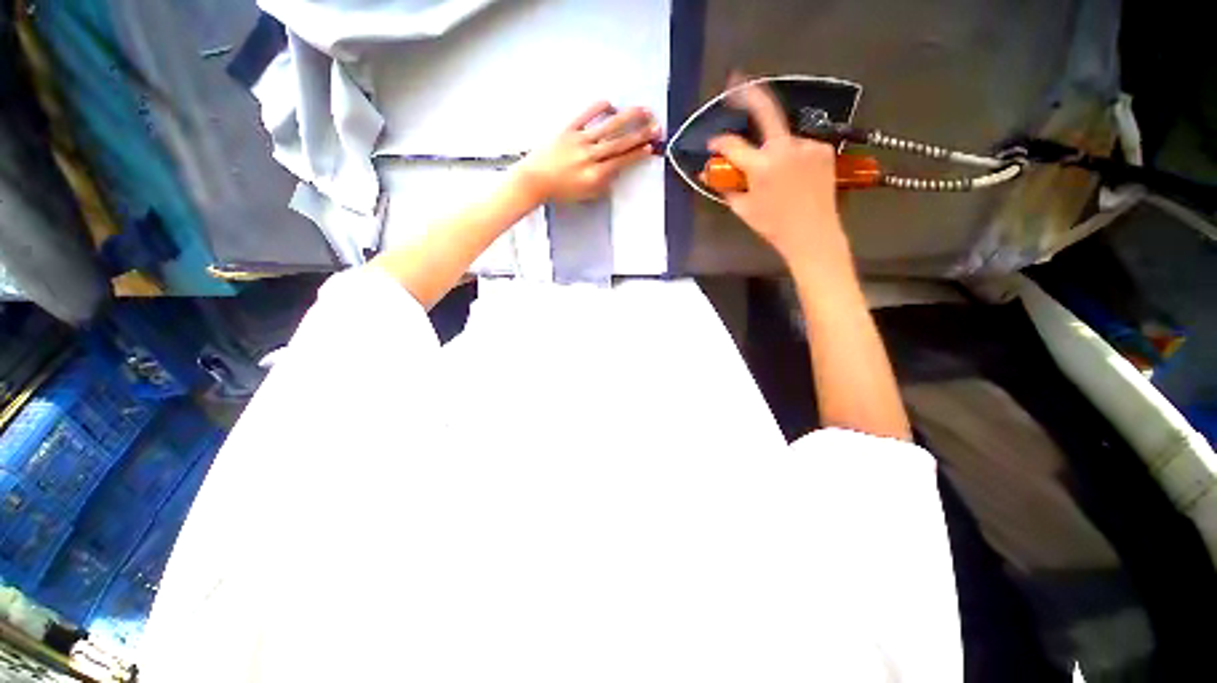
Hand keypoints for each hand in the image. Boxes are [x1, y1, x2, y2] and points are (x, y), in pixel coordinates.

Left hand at [516, 102, 660, 202]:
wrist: (534, 180)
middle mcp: (589, 157)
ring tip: (644, 110)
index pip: (621, 162)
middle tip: (656, 126)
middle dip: (640, 134)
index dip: (638, 154)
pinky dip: (599, 108)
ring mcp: (579, 141)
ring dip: (628, 118)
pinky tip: (612, 104)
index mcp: (594, 175)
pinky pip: (586, 115)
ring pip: (608, 128)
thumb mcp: (585, 195)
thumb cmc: (561, 191)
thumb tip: (617, 171)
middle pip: (619, 143)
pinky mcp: (568, 129)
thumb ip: (603, 184)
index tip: (651, 147)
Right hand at [707, 77, 847, 264]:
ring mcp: (806, 145)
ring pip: (783, 138)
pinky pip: (800, 146)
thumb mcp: (743, 210)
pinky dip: (793, 156)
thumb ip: (725, 188)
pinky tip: (795, 175)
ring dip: (775, 148)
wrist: (813, 233)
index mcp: (761, 166)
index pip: (732, 145)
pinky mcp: (823, 149)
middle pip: (766, 109)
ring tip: (778, 173)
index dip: (719, 143)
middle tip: (736, 81)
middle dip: (748, 92)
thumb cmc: (773, 226)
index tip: (713, 144)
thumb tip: (707, 175)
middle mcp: (784, 148)